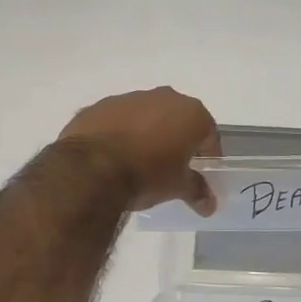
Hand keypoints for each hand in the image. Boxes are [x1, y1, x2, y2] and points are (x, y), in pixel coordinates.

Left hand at [59, 87, 219, 214]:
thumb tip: (210, 205)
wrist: (90, 169)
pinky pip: (118, 119)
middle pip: (177, 119)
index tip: (200, 173)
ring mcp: (129, 98)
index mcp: (190, 112)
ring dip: (147, 133)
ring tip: (138, 162)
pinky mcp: (100, 105)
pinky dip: (120, 132)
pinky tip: (113, 155)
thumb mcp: (177, 187)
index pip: (208, 134)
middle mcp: (163, 97)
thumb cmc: (146, 174)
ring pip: (146, 115)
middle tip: (171, 167)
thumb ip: (197, 190)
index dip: (207, 155)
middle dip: (176, 140)